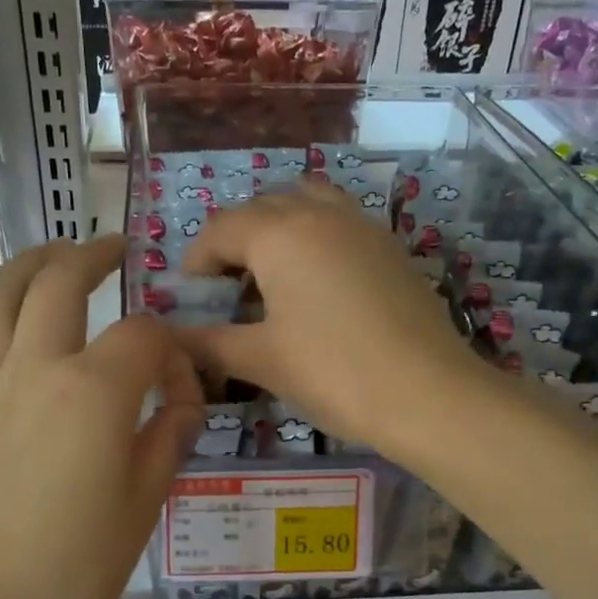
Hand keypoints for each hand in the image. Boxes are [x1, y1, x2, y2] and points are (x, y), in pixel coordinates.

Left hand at [0, 237, 202, 598]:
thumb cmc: (76, 567)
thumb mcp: (144, 501)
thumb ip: (167, 436)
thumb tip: (180, 402)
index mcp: (92, 391)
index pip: (142, 336)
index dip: (172, 352)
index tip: (182, 387)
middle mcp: (35, 369)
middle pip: (59, 282)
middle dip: (92, 255)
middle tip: (116, 248)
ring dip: (29, 263)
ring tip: (54, 257)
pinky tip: (17, 323)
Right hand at [175, 179, 487, 456]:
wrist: (428, 393)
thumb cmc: (333, 372)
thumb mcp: (261, 359)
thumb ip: (207, 342)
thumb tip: (169, 338)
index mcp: (280, 233)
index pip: (220, 229)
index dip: (196, 261)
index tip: (190, 298)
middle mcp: (320, 213)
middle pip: (262, 210)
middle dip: (235, 243)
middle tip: (227, 293)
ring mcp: (362, 225)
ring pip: (306, 205)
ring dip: (278, 232)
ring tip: (273, 280)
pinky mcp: (390, 247)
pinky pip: (339, 224)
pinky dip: (315, 240)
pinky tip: (318, 289)